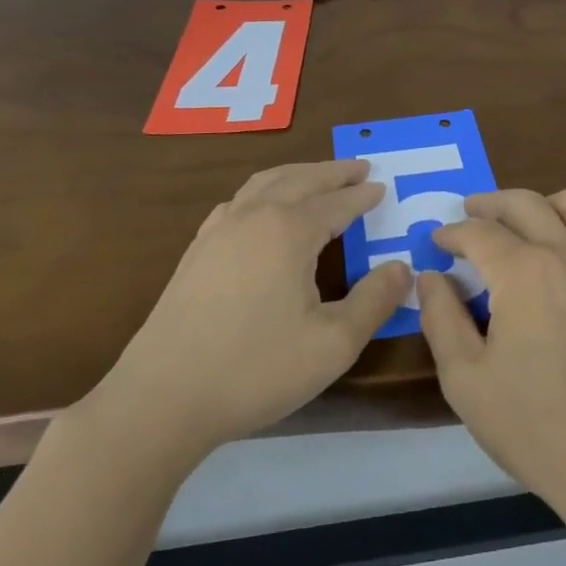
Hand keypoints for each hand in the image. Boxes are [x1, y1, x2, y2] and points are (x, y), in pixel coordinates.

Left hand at [82, 161, 408, 464]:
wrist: (163, 398)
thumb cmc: (255, 368)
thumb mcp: (333, 344)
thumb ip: (374, 302)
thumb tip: (402, 269)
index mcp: (289, 231)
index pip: (336, 203)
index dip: (362, 196)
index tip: (382, 187)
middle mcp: (254, 217)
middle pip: (300, 180)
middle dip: (333, 172)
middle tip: (359, 167)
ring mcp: (218, 231)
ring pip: (264, 183)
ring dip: (297, 174)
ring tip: (317, 176)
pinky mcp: (196, 251)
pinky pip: (237, 202)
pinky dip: (262, 191)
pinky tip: (261, 208)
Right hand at [420, 189, 565, 521]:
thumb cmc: (531, 424)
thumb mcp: (464, 378)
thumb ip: (440, 317)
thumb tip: (431, 276)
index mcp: (524, 272)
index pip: (479, 233)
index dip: (452, 233)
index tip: (438, 243)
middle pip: (524, 203)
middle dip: (489, 204)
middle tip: (470, 213)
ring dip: (538, 204)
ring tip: (520, 223)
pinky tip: (564, 256)